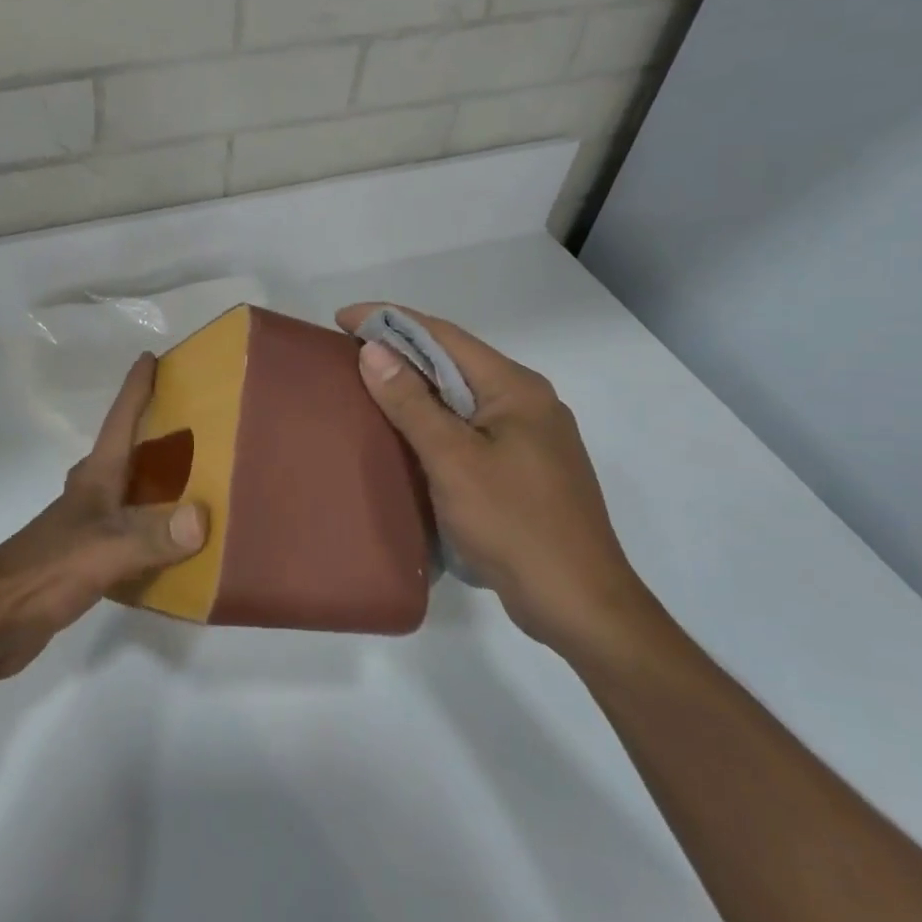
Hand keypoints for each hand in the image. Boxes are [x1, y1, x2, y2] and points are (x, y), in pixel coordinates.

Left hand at [0, 352, 207, 684]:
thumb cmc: (45, 572)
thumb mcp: (103, 550)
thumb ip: (152, 535)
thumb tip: (203, 516)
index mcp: (94, 480)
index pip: (118, 423)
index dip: (135, 389)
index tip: (149, 357)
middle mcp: (90, 496)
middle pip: (122, 452)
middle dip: (151, 433)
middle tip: (189, 423)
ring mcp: (84, 528)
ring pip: (126, 493)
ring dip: (154, 482)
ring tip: (194, 480)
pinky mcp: (84, 560)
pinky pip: (128, 532)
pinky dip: (152, 529)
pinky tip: (173, 544)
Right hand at [336, 304, 657, 662]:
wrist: (578, 602)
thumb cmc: (513, 523)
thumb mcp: (453, 460)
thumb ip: (411, 403)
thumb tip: (373, 350)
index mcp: (517, 388)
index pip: (445, 336)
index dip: (391, 321)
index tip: (343, 319)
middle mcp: (528, 402)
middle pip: (456, 361)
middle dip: (402, 351)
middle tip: (349, 353)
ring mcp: (531, 438)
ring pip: (463, 397)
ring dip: (418, 387)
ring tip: (369, 388)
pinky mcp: (526, 469)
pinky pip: (471, 428)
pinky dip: (436, 421)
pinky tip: (409, 436)